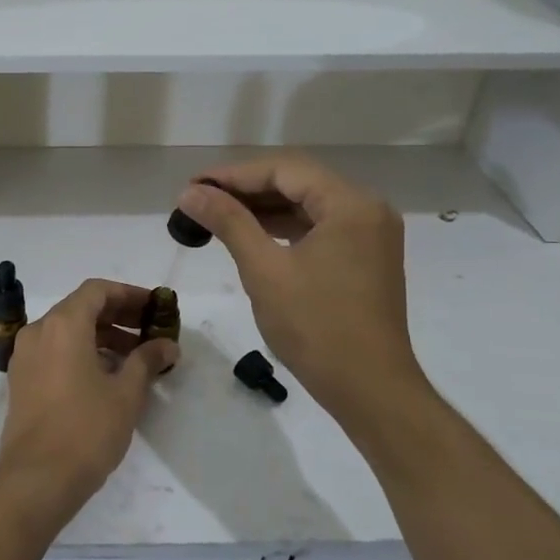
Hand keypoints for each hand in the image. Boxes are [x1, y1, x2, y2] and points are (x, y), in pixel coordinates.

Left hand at [0, 279, 179, 526]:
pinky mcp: (21, 381)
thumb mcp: (126, 393)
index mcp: (62, 325)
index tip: (154, 308)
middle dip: (118, 316)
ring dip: (101, 337)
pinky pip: (54, 352)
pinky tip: (107, 377)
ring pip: (67, 331)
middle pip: (80, 308)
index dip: (129, 295)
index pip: (97, 291)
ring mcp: (25, 357)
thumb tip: (167, 345)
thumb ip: (147, 360)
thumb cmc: (86, 429)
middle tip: (150, 332)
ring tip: (135, 359)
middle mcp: (38, 332)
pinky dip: (81, 353)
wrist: (36, 479)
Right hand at [175, 156, 431, 426]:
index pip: (284, 170)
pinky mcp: (364, 258)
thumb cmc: (316, 327)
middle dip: (246, 189)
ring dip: (262, 208)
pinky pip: (317, 228)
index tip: (192, 186)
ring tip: (215, 215)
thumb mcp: (265, 270)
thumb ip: (229, 222)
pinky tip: (249, 235)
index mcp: (351, 205)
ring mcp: (369, 235)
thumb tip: (190, 192)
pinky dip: (282, 228)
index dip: (233, 174)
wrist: (370, 389)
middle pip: (297, 182)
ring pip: (306, 205)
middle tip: (198, 200)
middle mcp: (366, 209)